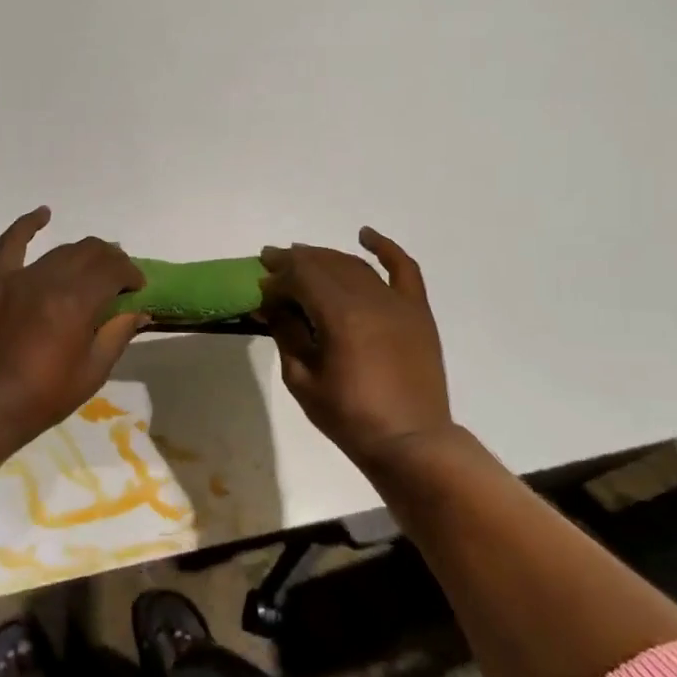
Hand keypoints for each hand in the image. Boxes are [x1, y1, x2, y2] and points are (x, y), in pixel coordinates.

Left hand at [0, 207, 147, 461]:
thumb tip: (138, 310)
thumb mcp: (91, 373)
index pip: (114, 270)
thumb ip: (117, 334)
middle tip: (120, 280)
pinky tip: (44, 213)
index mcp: (76, 303)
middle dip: (113, 261)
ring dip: (84, 254)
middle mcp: (49, 280)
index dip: (132, 274)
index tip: (139, 289)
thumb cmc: (41, 399)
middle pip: (90, 253)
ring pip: (60, 250)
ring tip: (94, 266)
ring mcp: (18, 278)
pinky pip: (11, 243)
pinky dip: (28, 224)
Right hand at [259, 228, 456, 471]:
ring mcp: (398, 303)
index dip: (277, 277)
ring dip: (325, 256)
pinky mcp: (417, 312)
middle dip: (295, 261)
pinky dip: (385, 248)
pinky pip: (404, 269)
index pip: (301, 278)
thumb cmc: (349, 417)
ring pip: (355, 265)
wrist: (410, 441)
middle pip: (326, 265)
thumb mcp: (303, 379)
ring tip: (301, 256)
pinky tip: (365, 235)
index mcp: (340, 316)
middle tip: (271, 262)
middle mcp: (370, 299)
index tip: (260, 284)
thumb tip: (271, 305)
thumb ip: (287, 334)